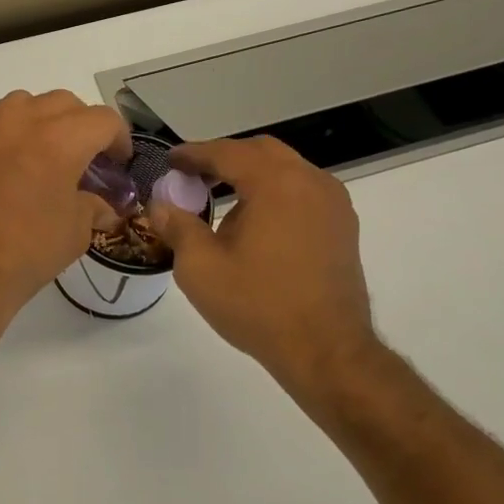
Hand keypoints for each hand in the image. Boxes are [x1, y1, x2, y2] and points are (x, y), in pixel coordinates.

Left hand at [0, 90, 131, 315]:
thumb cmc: (24, 252)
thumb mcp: (74, 232)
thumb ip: (93, 207)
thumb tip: (102, 205)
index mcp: (59, 139)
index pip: (102, 120)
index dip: (119, 139)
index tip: (118, 163)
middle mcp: (22, 121)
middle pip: (65, 103)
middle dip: (83, 126)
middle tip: (88, 160)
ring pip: (27, 104)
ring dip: (45, 121)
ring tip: (49, 156)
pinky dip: (15, 135)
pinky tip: (16, 169)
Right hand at [149, 137, 387, 412]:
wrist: (326, 351)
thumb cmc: (258, 304)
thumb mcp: (200, 267)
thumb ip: (177, 226)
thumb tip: (161, 205)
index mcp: (275, 183)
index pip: (227, 152)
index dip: (194, 154)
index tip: (170, 160)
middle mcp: (310, 181)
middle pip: (261, 152)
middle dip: (224, 158)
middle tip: (193, 176)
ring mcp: (333, 204)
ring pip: (286, 170)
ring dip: (251, 175)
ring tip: (220, 198)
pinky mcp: (343, 227)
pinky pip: (303, 191)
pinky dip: (274, 192)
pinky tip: (255, 221)